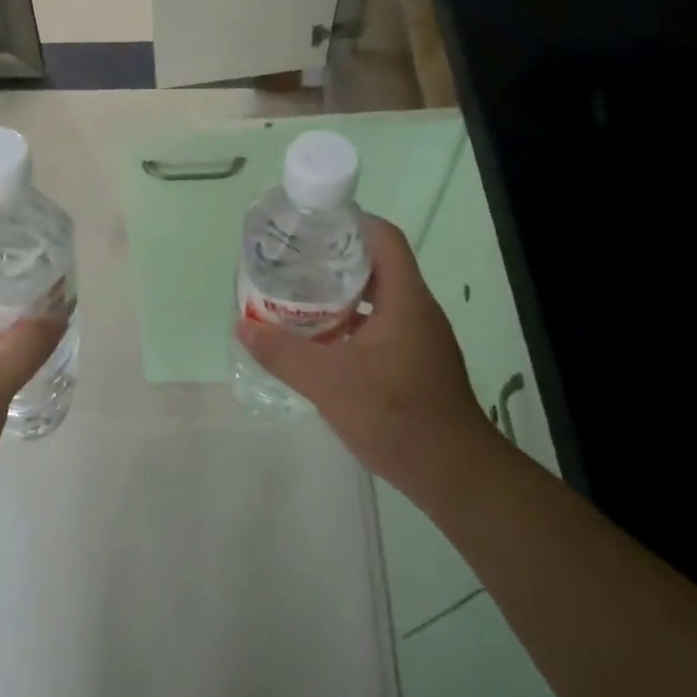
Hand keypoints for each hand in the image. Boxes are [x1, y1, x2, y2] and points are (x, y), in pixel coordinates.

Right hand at [234, 216, 488, 489]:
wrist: (454, 474)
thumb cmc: (395, 415)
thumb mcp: (328, 382)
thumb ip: (282, 352)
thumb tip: (242, 326)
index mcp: (404, 299)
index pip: (383, 238)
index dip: (350, 222)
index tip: (311, 225)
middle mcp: (416, 310)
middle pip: (377, 265)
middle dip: (334, 258)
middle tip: (292, 262)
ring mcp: (419, 338)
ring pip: (377, 299)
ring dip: (340, 294)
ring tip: (297, 297)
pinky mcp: (416, 362)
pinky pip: (380, 326)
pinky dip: (350, 324)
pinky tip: (321, 343)